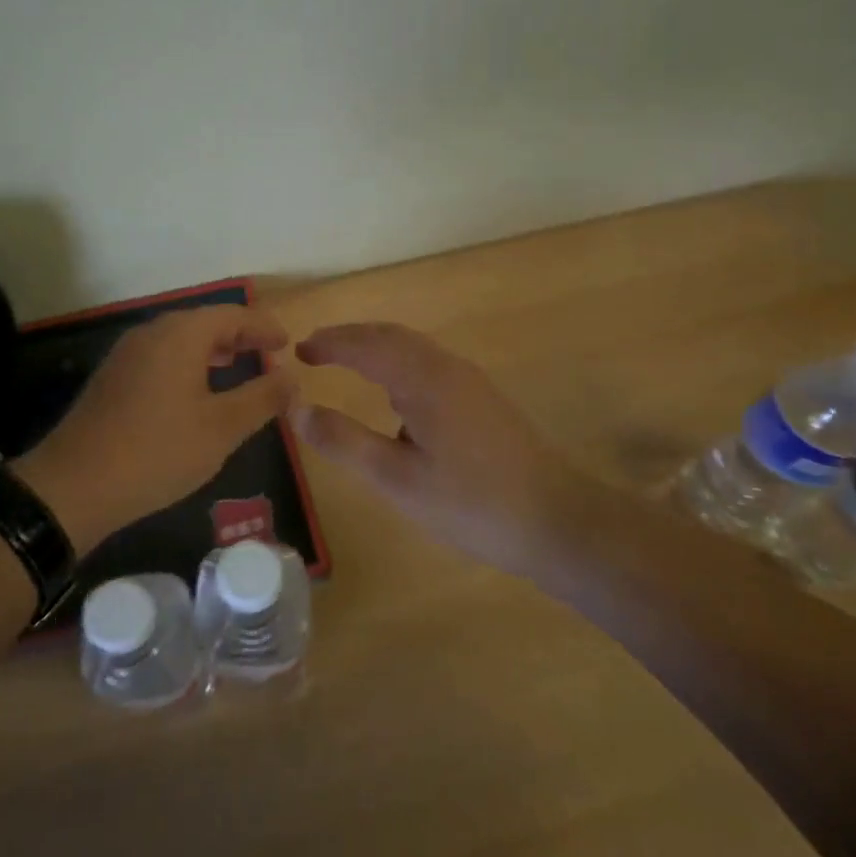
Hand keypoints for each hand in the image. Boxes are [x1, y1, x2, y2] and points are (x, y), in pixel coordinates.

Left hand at [16, 304, 295, 554]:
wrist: (75, 485)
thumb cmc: (159, 451)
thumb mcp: (222, 428)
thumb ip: (262, 398)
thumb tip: (291, 377)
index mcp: (181, 334)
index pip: (233, 315)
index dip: (264, 327)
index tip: (288, 343)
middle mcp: (152, 332)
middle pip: (205, 322)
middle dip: (239, 336)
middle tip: (269, 354)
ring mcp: (127, 353)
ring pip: (180, 339)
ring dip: (213, 349)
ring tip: (238, 366)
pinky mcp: (113, 377)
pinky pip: (161, 356)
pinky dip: (188, 363)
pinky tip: (196, 390)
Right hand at [291, 322, 577, 579]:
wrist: (558, 520)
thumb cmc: (471, 503)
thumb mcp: (397, 479)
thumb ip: (345, 442)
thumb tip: (297, 409)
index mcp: (423, 379)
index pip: (366, 345)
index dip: (330, 343)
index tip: (298, 350)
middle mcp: (447, 368)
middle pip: (391, 336)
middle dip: (350, 337)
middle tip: (314, 349)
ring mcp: (469, 382)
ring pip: (412, 348)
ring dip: (374, 347)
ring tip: (344, 361)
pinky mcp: (482, 399)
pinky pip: (428, 363)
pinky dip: (397, 362)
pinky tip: (394, 393)